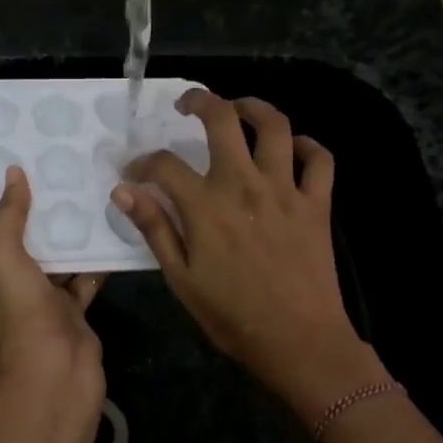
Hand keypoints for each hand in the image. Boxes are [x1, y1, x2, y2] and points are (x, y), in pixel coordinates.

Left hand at [0, 166, 106, 425]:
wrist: (58, 369)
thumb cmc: (20, 312)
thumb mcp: (5, 256)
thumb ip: (9, 215)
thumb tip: (13, 172)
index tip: (2, 173)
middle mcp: (6, 290)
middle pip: (20, 245)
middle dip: (34, 215)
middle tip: (48, 174)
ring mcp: (41, 301)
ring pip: (54, 260)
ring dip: (66, 235)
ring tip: (80, 192)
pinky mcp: (71, 310)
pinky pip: (82, 277)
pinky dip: (93, 259)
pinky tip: (107, 227)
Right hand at [110, 90, 384, 419]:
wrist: (300, 342)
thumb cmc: (233, 317)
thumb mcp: (182, 279)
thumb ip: (154, 229)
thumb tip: (123, 191)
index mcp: (207, 206)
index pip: (165, 164)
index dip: (143, 163)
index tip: (135, 173)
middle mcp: (245, 185)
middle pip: (223, 119)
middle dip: (200, 101)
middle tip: (188, 105)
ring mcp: (286, 190)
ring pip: (274, 125)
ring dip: (253, 107)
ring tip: (238, 109)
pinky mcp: (317, 203)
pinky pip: (319, 159)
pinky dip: (307, 145)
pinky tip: (291, 148)